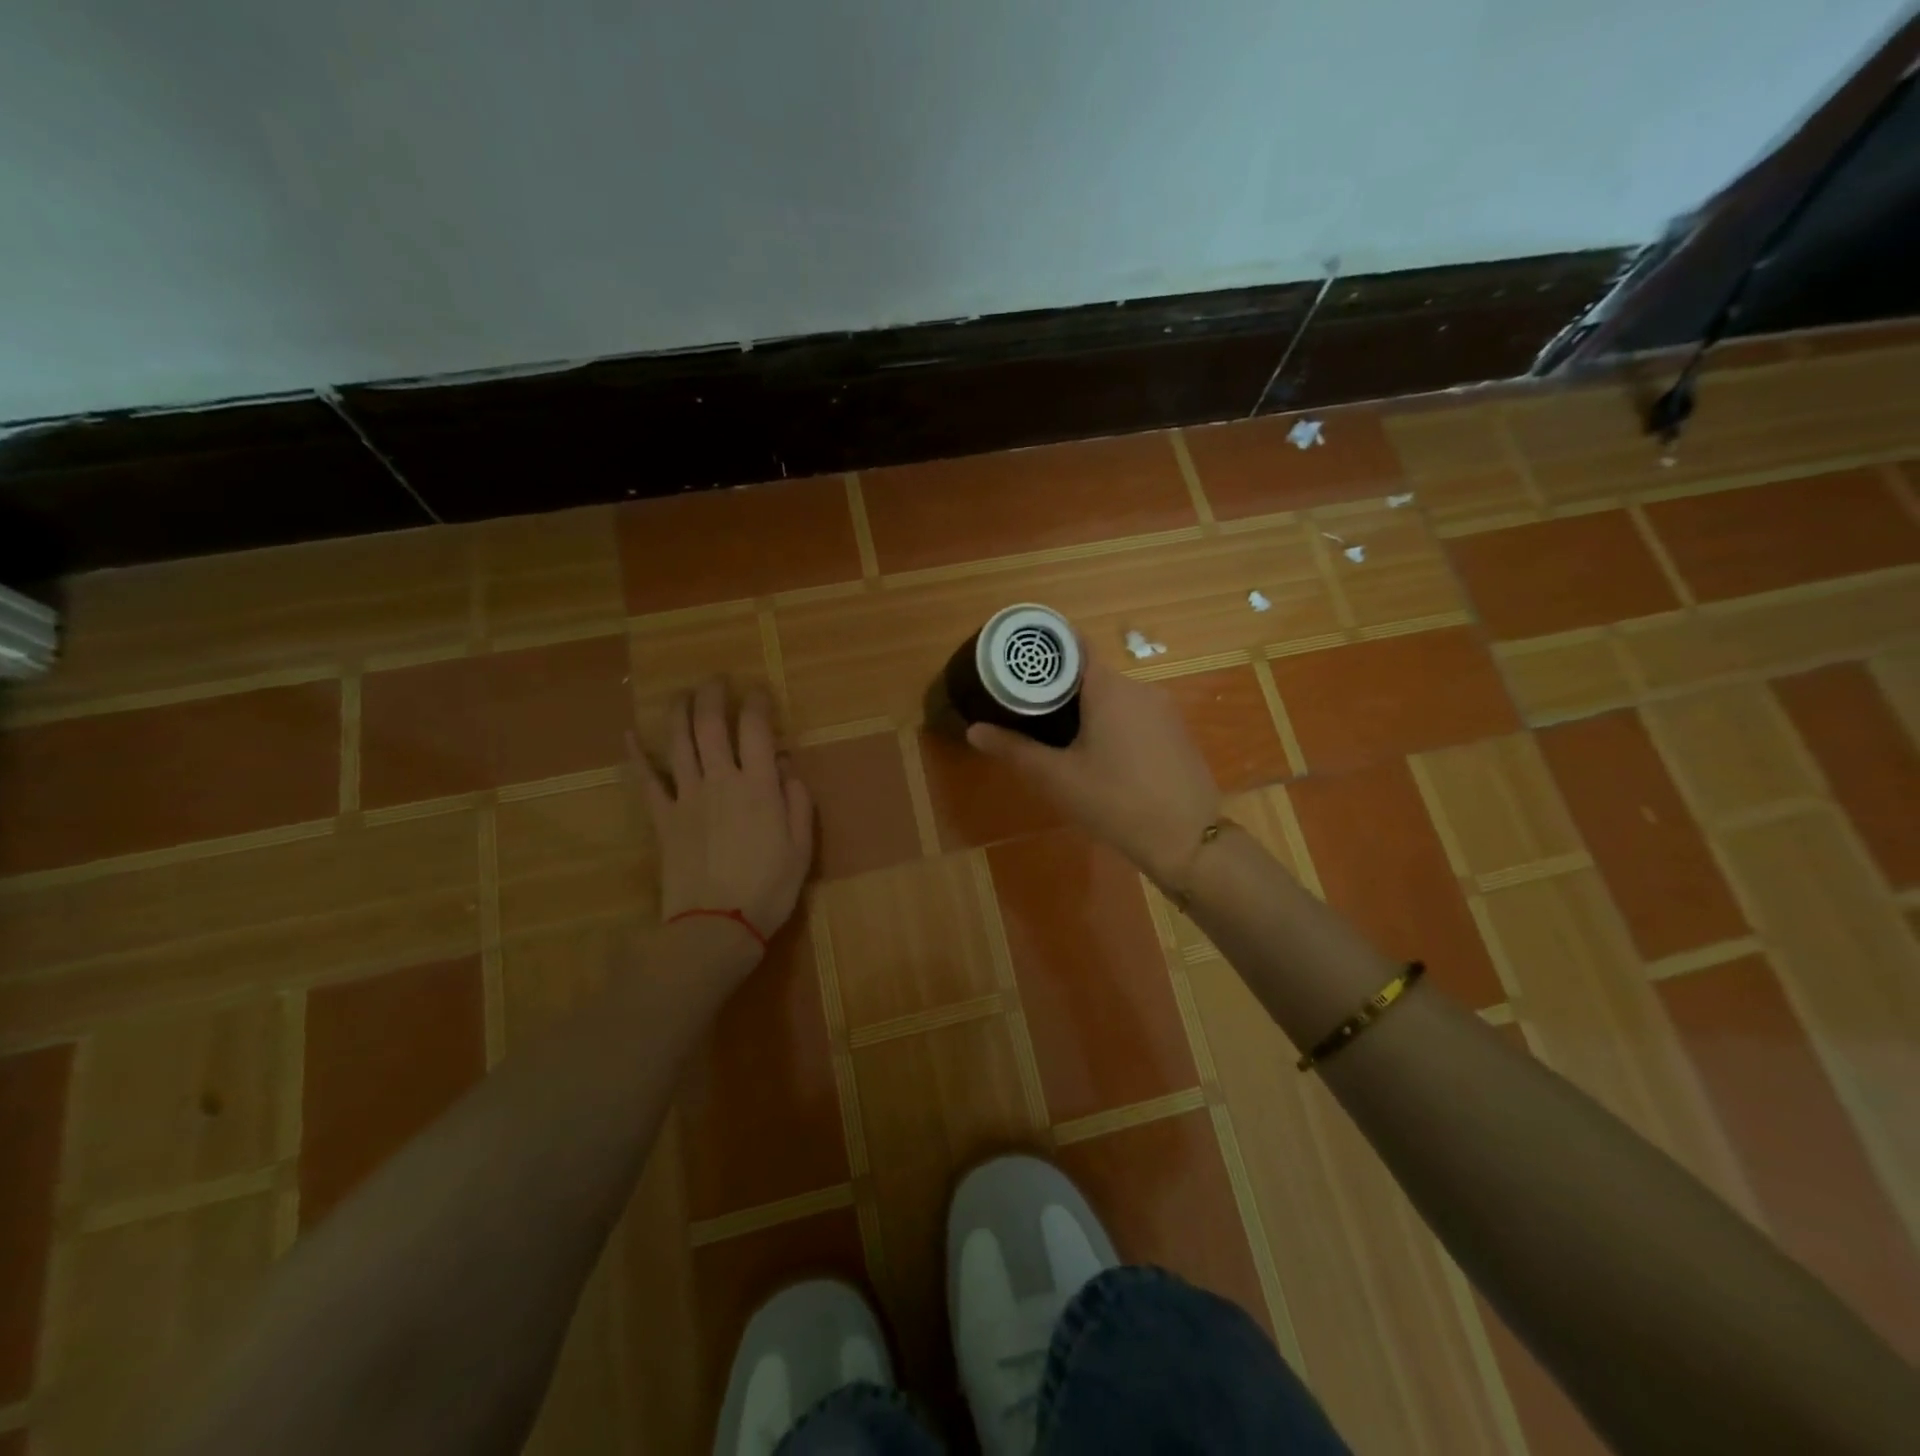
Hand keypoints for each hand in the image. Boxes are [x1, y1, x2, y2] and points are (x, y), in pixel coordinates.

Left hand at [638, 680, 813, 963]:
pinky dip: (636, 756)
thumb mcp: (801, 846)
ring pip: (677, 742)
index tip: (760, 691)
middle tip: (717, 679)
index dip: (757, 703)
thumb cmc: (769, 888)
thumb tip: (785, 765)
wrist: (716, 925)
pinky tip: (629, 735)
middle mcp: (720, 780)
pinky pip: (645, 781)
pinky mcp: (662, 818)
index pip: (755, 729)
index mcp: (758, 787)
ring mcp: (686, 797)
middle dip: (713, 695)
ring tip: (682, 693)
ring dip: (678, 712)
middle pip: (710, 725)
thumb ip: (797, 801)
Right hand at [967, 656, 1219, 886]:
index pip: (1073, 645)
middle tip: (1026, 709)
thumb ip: (1014, 749)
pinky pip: (1134, 714)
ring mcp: (1163, 709)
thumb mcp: (1057, 778)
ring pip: (1113, 696)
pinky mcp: (1176, 732)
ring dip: (1085, 708)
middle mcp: (1140, 687)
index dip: (1044, 650)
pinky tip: (1098, 754)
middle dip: (1058, 687)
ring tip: (1055, 734)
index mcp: (1109, 687)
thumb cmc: (1115, 801)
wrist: (1188, 840)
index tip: (1017, 664)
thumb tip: (973, 729)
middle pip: (1090, 673)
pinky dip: (1111, 723)